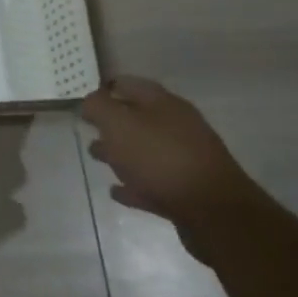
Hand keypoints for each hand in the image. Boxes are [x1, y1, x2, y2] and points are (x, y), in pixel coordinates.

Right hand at [80, 75, 258, 258]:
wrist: (213, 211)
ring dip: (120, 153)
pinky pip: (152, 182)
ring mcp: (185, 159)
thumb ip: (98, 107)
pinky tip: (118, 191)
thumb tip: (90, 101)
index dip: (105, 89)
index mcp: (163, 103)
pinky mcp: (187, 192)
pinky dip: (134, 184)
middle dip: (112, 123)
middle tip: (89, 129)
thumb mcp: (118, 123)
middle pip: (138, 118)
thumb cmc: (159, 157)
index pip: (128, 84)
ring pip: (145, 150)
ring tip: (97, 157)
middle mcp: (177, 126)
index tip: (85, 100)